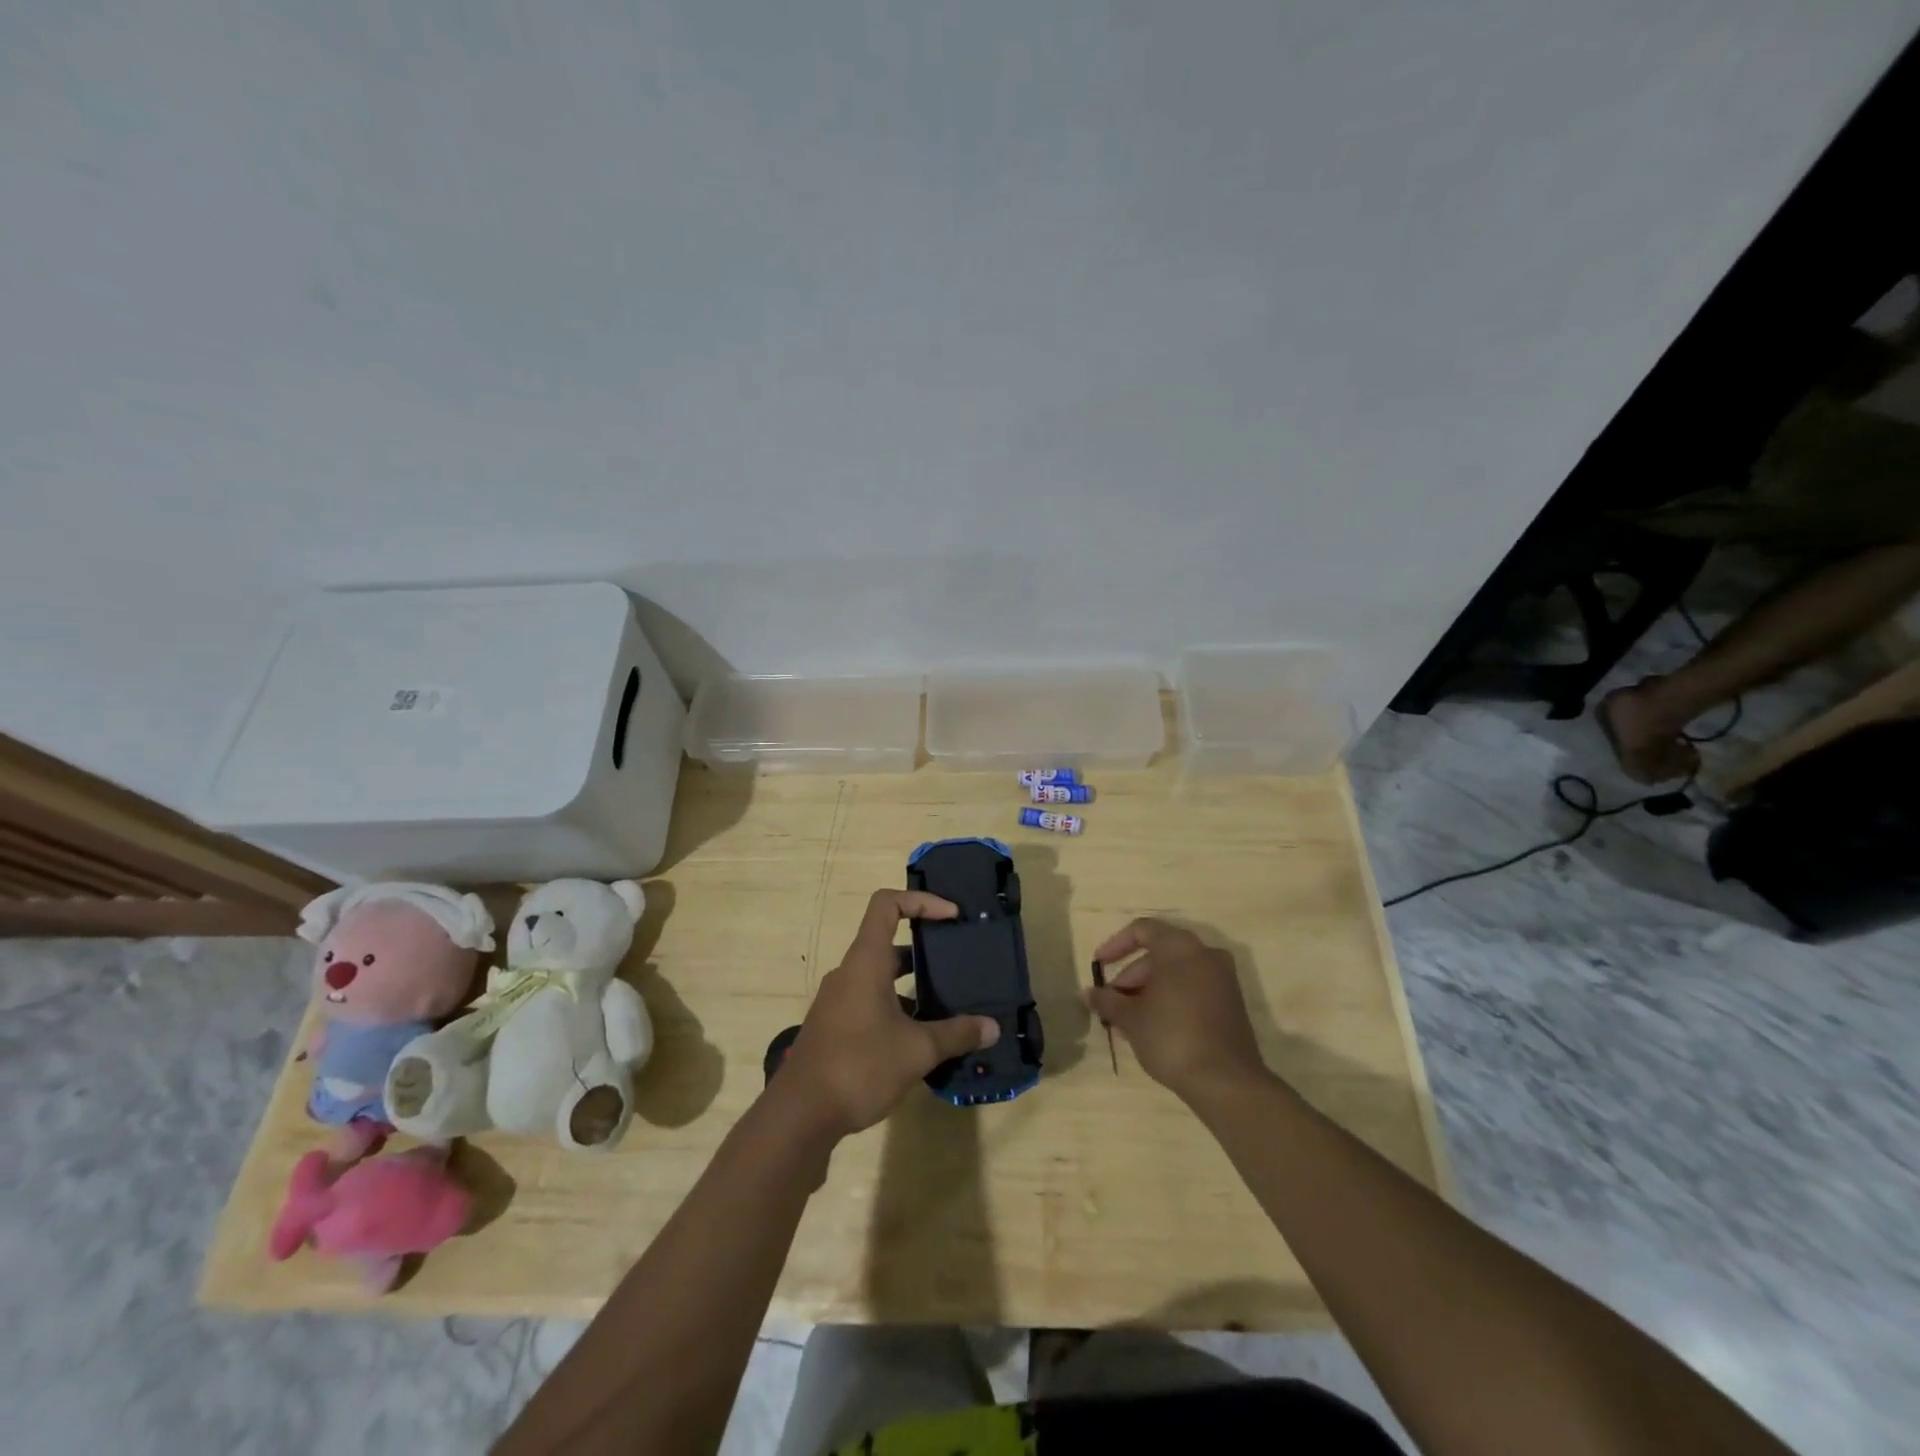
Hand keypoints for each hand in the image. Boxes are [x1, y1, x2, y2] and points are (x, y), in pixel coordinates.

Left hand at [781, 890, 999, 1138]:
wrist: (800, 1115)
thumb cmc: (859, 1066)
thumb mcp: (917, 1051)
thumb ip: (956, 1035)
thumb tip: (992, 1028)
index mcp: (866, 962)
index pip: (887, 904)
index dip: (921, 900)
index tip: (951, 916)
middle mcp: (849, 972)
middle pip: (887, 941)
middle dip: (925, 947)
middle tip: (957, 961)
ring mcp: (838, 1000)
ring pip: (879, 975)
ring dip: (911, 983)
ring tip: (946, 1003)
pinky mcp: (834, 1026)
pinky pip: (870, 1001)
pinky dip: (896, 1007)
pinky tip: (919, 1038)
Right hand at [1089, 918, 1266, 1104]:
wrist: (1226, 1082)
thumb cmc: (1171, 1036)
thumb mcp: (1131, 1018)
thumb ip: (1107, 1000)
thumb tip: (1088, 994)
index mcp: (1179, 947)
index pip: (1142, 930)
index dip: (1115, 945)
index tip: (1099, 966)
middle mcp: (1205, 954)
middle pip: (1159, 954)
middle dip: (1131, 977)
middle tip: (1111, 1003)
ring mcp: (1222, 979)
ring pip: (1176, 974)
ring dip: (1148, 992)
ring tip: (1126, 1022)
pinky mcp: (1231, 1004)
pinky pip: (1193, 990)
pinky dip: (1170, 1000)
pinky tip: (1151, 1029)